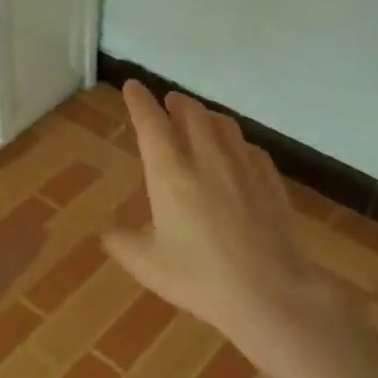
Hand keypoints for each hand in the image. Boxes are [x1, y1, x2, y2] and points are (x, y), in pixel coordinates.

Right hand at [103, 81, 346, 360]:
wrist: (270, 290)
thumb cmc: (200, 277)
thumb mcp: (148, 265)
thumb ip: (122, 243)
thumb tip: (108, 231)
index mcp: (170, 172)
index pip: (151, 122)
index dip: (139, 101)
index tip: (132, 87)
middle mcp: (206, 157)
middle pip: (190, 112)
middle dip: (175, 102)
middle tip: (168, 102)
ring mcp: (242, 164)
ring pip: (222, 123)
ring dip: (205, 115)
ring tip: (199, 119)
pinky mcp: (270, 178)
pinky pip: (248, 146)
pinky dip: (234, 140)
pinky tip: (235, 153)